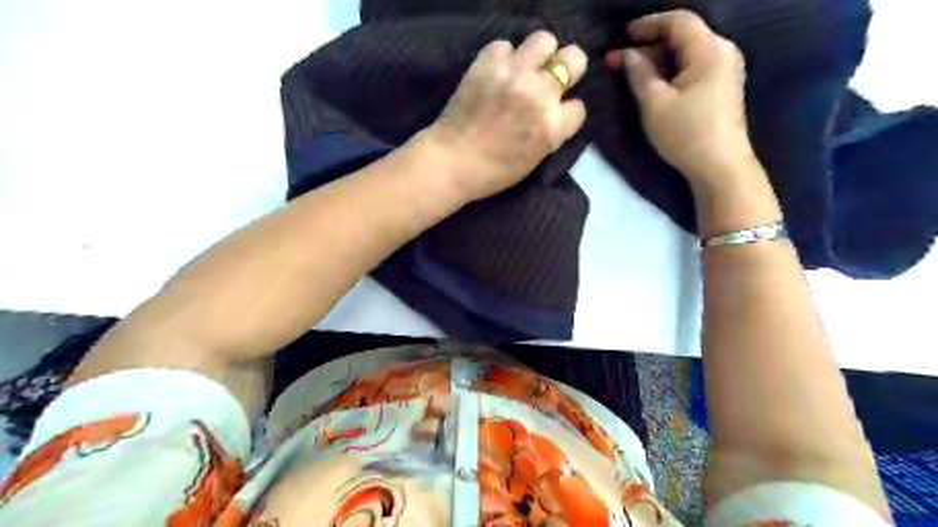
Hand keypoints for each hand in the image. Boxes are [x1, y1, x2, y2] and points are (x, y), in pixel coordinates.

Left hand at [425, 31, 583, 201]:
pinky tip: (496, 74)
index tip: (555, 115)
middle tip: (550, 79)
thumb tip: (554, 113)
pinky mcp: (488, 63)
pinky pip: (504, 45)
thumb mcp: (533, 160)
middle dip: (567, 69)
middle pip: (574, 59)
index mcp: (553, 126)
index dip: (566, 112)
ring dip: (539, 54)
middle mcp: (539, 94)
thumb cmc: (491, 172)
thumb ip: (550, 133)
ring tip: (526, 68)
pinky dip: (503, 58)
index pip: (578, 106)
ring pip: (544, 40)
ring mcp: (514, 74)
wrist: (450, 162)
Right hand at [604, 9, 757, 195]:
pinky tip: (654, 83)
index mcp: (709, 50)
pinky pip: (694, 67)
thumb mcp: (654, 103)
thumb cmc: (686, 134)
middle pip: (683, 36)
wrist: (720, 167)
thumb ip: (639, 73)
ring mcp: (726, 70)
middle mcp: (723, 51)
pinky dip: (672, 70)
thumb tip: (627, 55)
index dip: (647, 24)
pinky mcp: (723, 87)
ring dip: (658, 59)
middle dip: (649, 45)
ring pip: (688, 52)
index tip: (622, 35)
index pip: (678, 21)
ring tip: (631, 73)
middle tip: (618, 61)